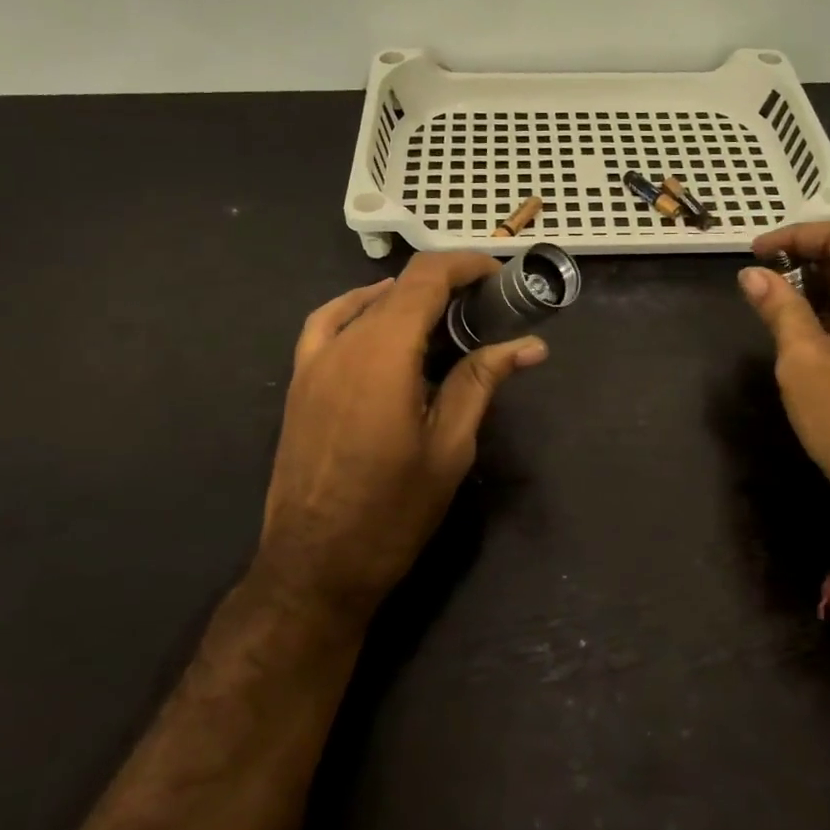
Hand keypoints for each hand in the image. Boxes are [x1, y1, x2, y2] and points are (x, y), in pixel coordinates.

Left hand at [254, 253, 546, 626]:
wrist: (315, 564)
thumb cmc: (392, 510)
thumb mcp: (450, 446)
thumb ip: (481, 381)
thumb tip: (529, 345)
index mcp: (383, 352)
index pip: (425, 278)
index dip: (465, 265)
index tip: (499, 276)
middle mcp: (344, 343)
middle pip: (397, 287)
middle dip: (445, 284)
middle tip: (485, 308)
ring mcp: (314, 361)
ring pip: (364, 303)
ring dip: (407, 297)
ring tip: (443, 317)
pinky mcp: (300, 381)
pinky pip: (328, 324)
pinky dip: (358, 309)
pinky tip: (379, 323)